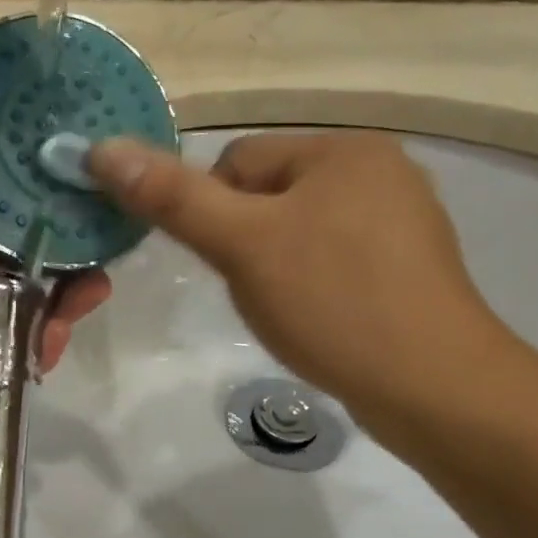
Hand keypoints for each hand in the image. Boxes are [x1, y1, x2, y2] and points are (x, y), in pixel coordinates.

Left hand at [0, 21, 110, 444]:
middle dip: (68, 210)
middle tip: (113, 199)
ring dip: (75, 270)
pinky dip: (59, 320)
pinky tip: (75, 310)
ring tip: (102, 265)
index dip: (31, 137)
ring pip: (38, 272)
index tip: (81, 122)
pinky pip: (37, 325)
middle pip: (22, 214)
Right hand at [88, 131, 520, 427]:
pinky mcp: (408, 266)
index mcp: (344, 149)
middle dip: (246, 242)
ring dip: (274, 265)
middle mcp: (379, 170)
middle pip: (267, 195)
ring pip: (296, 230)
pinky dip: (310, 283)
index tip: (228, 262)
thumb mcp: (240, 245)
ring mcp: (401, 220)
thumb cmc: (332, 302)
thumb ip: (170, 196)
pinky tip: (320, 317)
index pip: (237, 162)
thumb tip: (102, 149)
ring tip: (290, 307)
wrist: (434, 388)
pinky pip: (331, 258)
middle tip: (261, 288)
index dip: (214, 215)